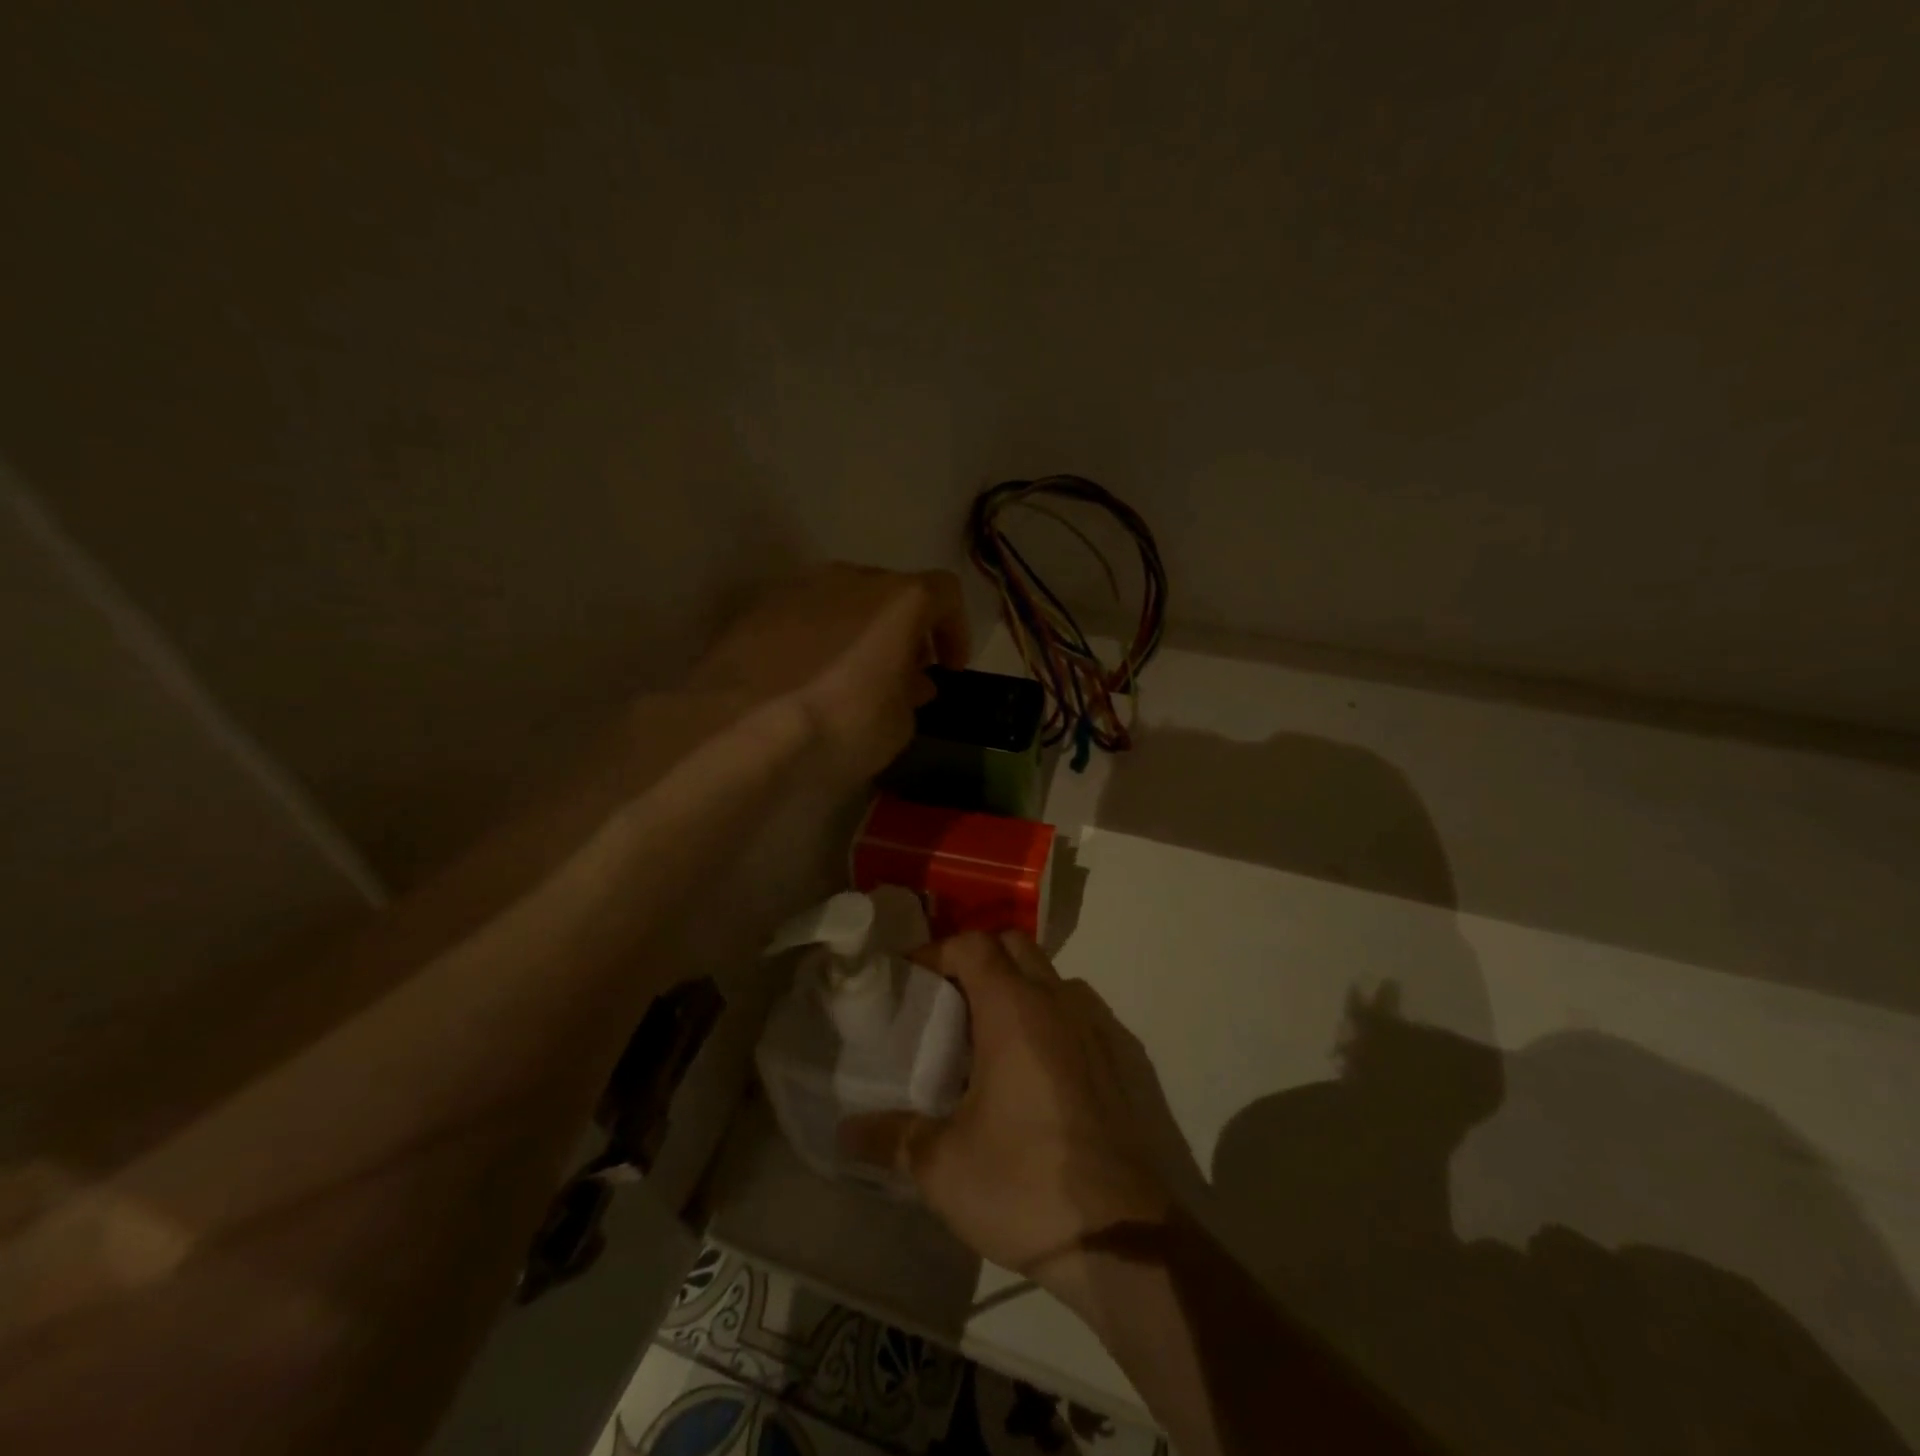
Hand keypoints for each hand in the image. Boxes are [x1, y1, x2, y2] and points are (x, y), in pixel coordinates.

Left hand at [693, 564, 969, 783]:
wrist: (744, 725)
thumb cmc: (841, 723)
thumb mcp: (899, 725)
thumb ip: (911, 695)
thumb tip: (908, 684)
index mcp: (899, 599)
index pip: (945, 594)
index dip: (955, 629)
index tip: (950, 667)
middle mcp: (852, 578)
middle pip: (893, 593)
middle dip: (906, 632)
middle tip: (904, 675)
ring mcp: (800, 587)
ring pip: (846, 600)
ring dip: (862, 631)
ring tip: (855, 675)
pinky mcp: (759, 607)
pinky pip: (805, 616)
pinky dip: (819, 638)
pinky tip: (809, 676)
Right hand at [840, 931, 1175, 1302]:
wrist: (1124, 1237)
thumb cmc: (1025, 1185)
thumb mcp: (942, 1167)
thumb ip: (892, 1137)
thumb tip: (846, 1132)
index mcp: (1014, 1010)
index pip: (973, 945)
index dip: (937, 953)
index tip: (911, 982)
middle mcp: (1058, 1002)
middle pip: (1014, 946)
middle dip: (976, 960)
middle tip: (946, 1004)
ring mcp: (1096, 1028)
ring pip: (1050, 976)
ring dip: (1016, 986)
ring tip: (987, 1036)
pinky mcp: (1121, 1059)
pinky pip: (1077, 1012)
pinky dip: (1049, 1017)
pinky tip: (1033, 1070)